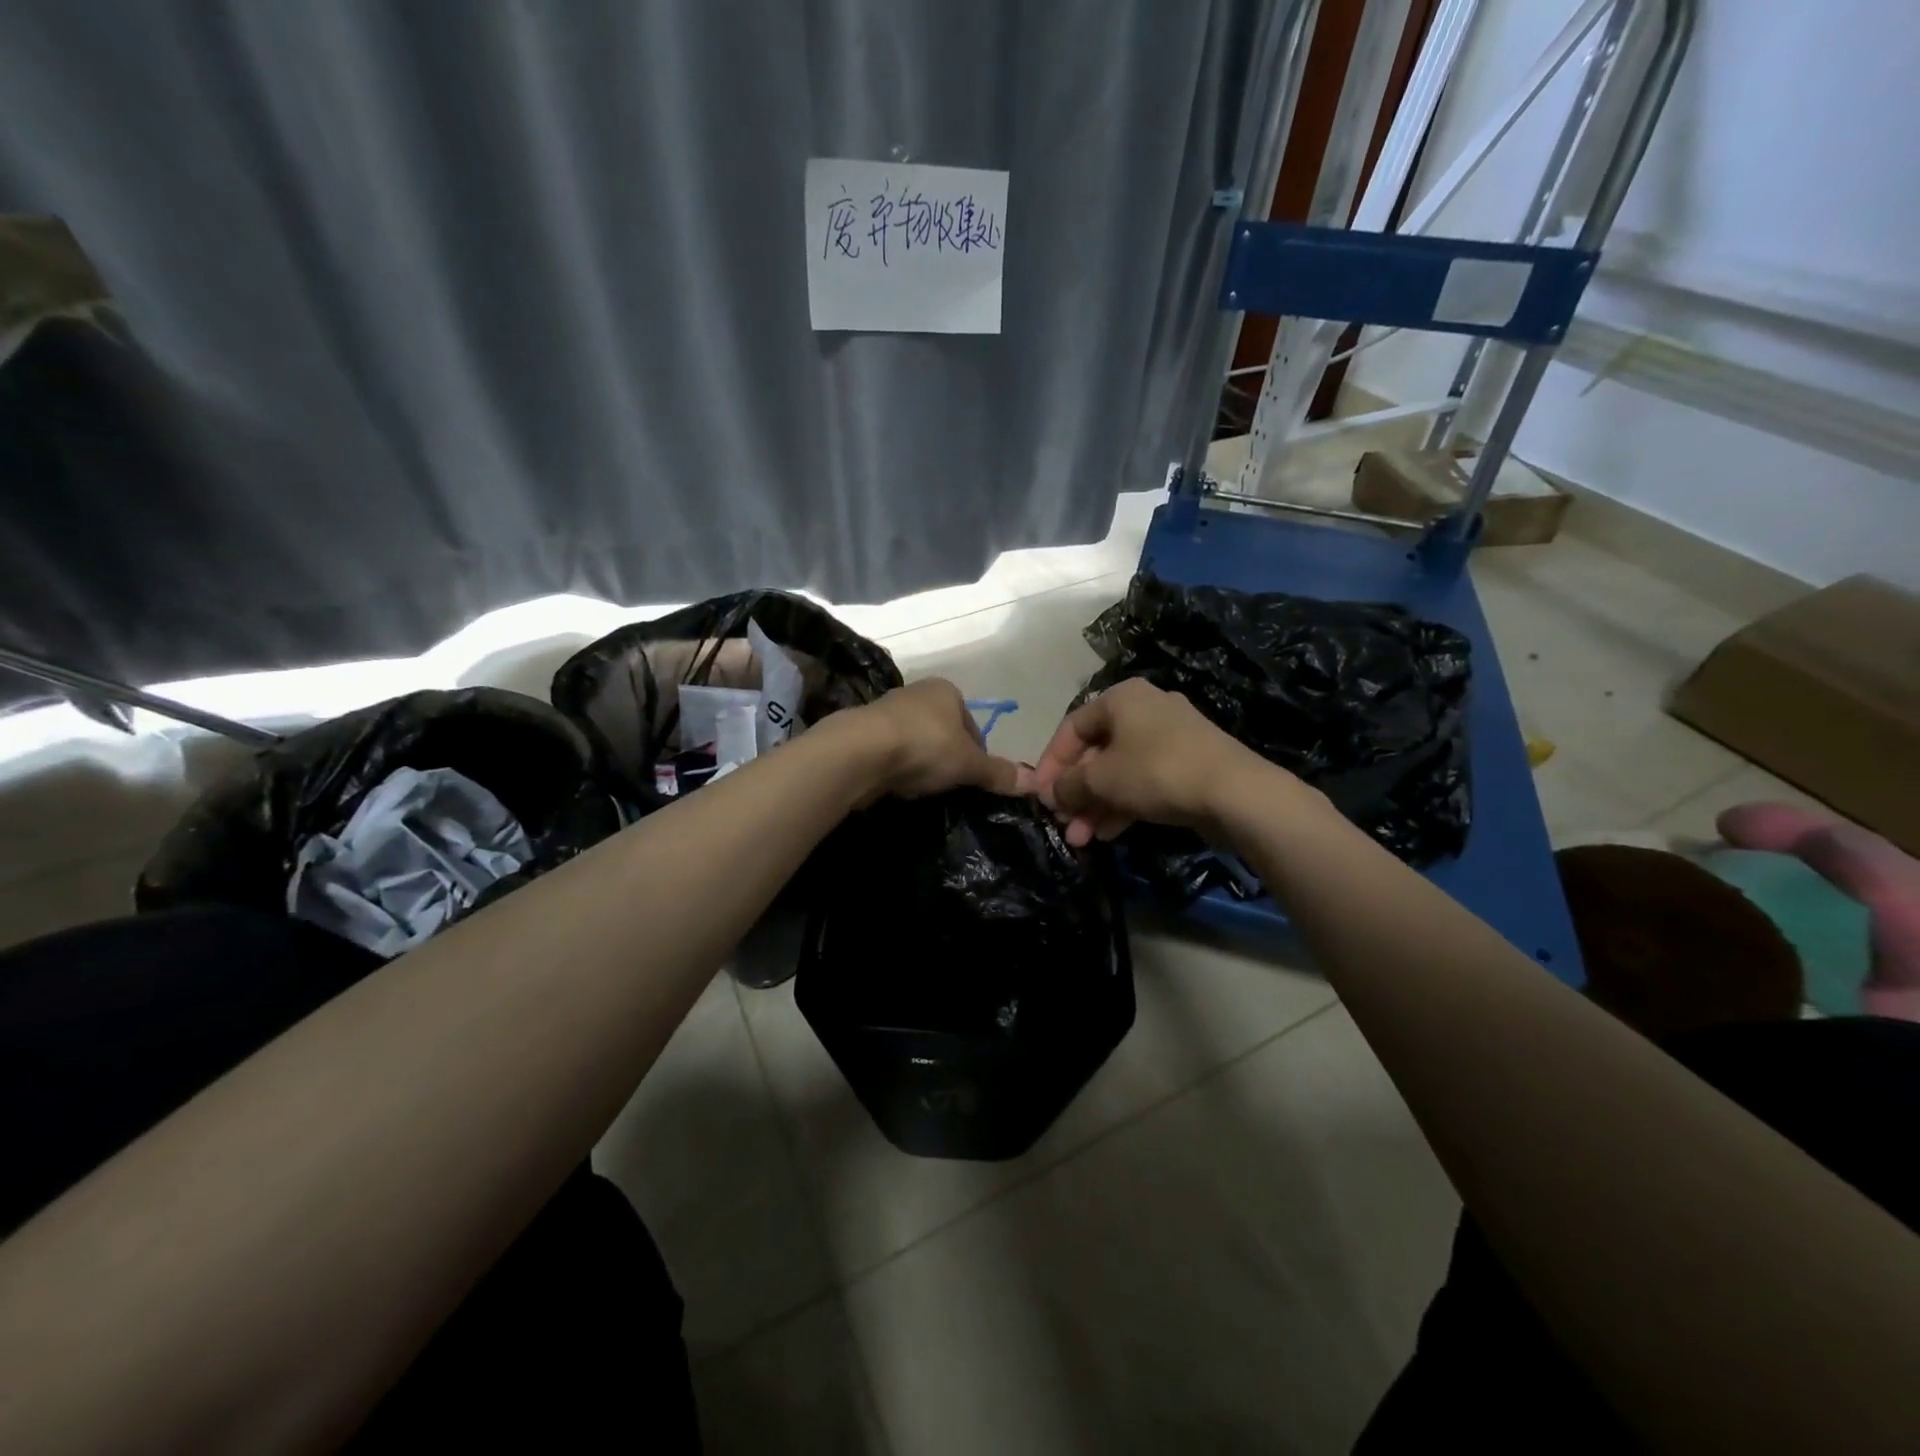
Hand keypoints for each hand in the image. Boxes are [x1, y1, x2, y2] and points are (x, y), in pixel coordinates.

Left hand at [835, 678, 1029, 801]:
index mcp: (946, 690)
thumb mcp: (969, 764)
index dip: (977, 755)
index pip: (972, 726)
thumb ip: (997, 773)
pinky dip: (897, 769)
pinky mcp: (863, 732)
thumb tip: (1033, 783)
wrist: (860, 751)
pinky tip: (898, 785)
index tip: (973, 779)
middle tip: (949, 786)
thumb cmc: (925, 746)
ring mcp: (887, 711)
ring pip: (916, 743)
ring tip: (922, 788)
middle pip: (944, 733)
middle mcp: (917, 693)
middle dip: (948, 759)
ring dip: (921, 764)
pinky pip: (891, 753)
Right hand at [1032, 679, 1270, 846]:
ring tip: (1081, 839)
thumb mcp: (1101, 779)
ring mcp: (1170, 738)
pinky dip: (1123, 804)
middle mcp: (1145, 709)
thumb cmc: (1156, 771)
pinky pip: (1144, 782)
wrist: (1234, 792)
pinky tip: (1108, 834)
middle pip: (1097, 752)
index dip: (1051, 763)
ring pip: (1120, 771)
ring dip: (1096, 804)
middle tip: (1063, 822)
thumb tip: (1051, 793)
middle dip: (1076, 792)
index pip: (1072, 727)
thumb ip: (1068, 785)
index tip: (1040, 795)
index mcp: (1122, 698)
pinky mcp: (1188, 765)